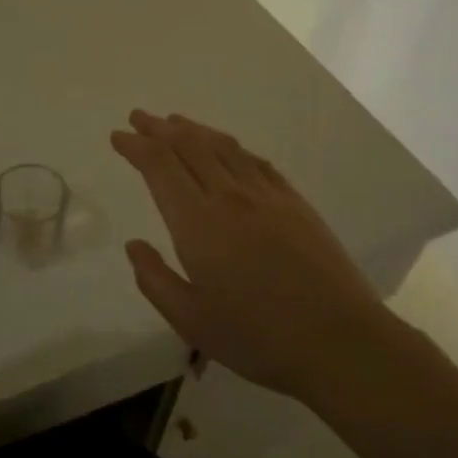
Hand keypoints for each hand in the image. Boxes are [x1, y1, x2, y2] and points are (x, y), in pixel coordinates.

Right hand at [110, 111, 391, 404]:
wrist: (340, 340)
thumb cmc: (258, 337)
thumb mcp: (191, 321)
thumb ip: (155, 279)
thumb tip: (134, 246)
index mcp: (198, 223)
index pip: (160, 166)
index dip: (136, 146)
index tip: (118, 137)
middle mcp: (230, 196)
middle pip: (189, 146)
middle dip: (159, 128)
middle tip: (139, 117)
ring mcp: (267, 195)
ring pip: (223, 146)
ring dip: (194, 129)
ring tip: (175, 122)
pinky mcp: (295, 202)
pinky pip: (255, 161)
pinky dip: (232, 147)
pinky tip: (227, 149)